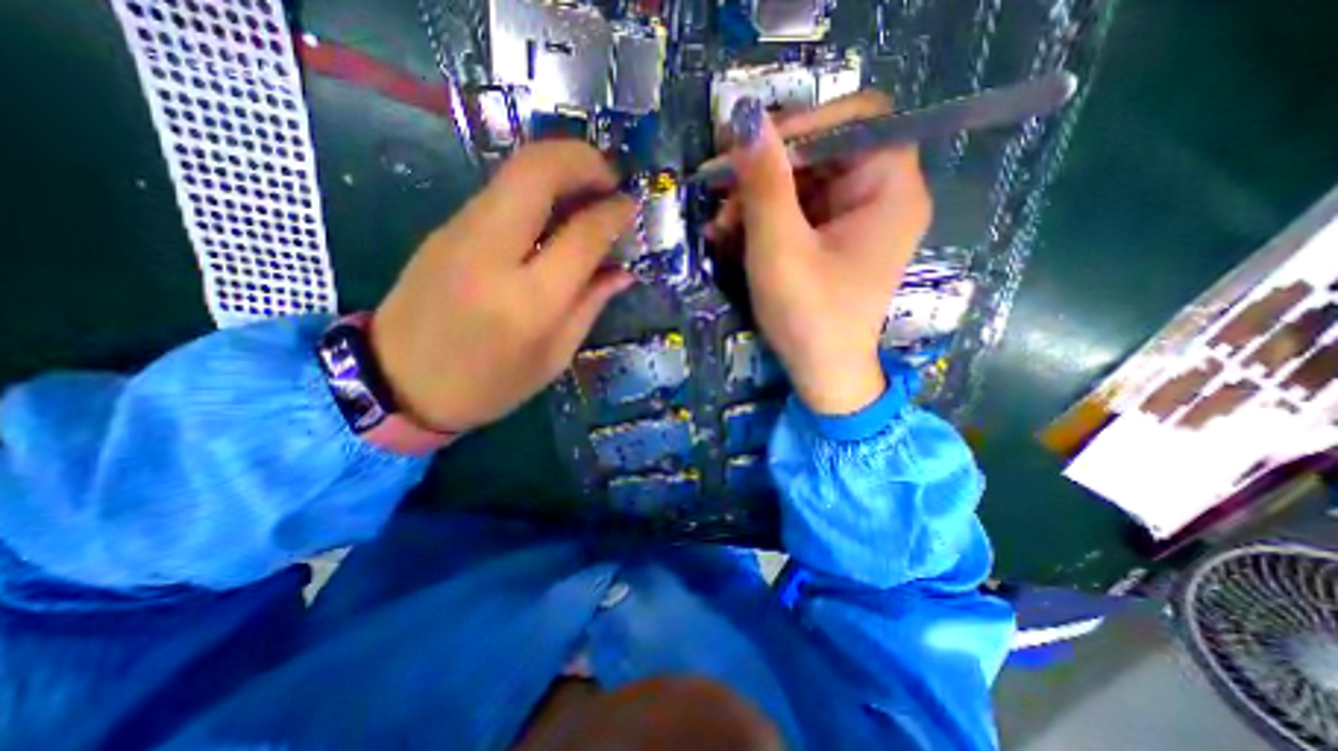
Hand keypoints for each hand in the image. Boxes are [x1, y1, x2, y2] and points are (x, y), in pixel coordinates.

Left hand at [367, 139, 633, 431]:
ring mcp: (460, 234)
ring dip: (559, 168)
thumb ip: (590, 305)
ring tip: (588, 192)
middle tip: (609, 179)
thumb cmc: (488, 384)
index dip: (614, 213)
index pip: (582, 235)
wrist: (398, 383)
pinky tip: (554, 213)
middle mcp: (492, 254)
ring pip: (515, 172)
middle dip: (582, 160)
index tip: (631, 207)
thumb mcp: (553, 356)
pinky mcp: (445, 228)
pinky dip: (536, 188)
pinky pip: (500, 192)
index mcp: (529, 301)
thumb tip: (623, 271)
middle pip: (537, 171)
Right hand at [711, 93, 933, 415]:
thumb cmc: (808, 317)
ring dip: (758, 198)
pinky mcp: (835, 240)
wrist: (822, 376)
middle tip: (721, 192)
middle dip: (768, 171)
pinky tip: (734, 236)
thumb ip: (764, 184)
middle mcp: (882, 197)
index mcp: (890, 190)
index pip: (857, 119)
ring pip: (805, 182)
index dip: (804, 124)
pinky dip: (765, 219)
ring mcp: (857, 220)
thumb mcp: (779, 249)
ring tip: (720, 227)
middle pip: (825, 151)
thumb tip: (746, 118)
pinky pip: (799, 211)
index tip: (751, 150)